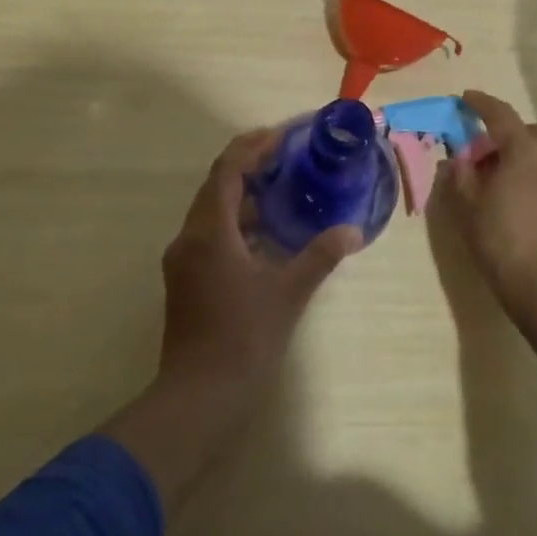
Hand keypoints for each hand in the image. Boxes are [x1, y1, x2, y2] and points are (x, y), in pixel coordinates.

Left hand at [157, 129, 362, 393]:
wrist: (198, 399)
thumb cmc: (243, 339)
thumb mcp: (288, 293)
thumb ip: (320, 256)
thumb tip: (353, 231)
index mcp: (209, 232)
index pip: (226, 171)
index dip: (252, 147)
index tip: (282, 136)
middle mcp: (189, 238)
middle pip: (216, 187)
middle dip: (248, 166)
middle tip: (287, 157)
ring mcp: (184, 261)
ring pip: (212, 212)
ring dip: (243, 196)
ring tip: (282, 189)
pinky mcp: (187, 281)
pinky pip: (211, 235)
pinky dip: (237, 224)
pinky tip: (267, 235)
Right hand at [447, 90, 536, 416]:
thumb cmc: (502, 241)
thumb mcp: (468, 206)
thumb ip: (460, 174)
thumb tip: (459, 158)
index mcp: (524, 149)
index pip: (500, 114)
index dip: (481, 103)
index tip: (465, 98)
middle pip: (529, 130)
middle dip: (507, 133)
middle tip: (485, 153)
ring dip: (525, 152)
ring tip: (504, 176)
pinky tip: (524, 194)